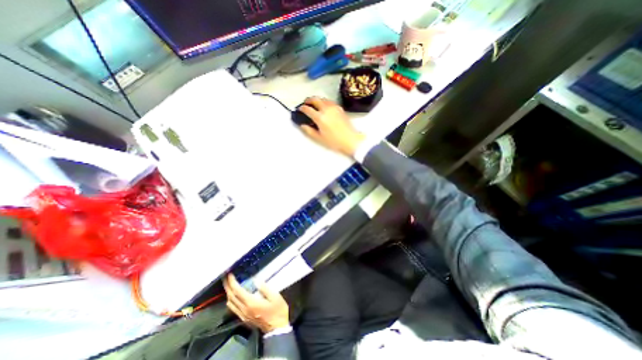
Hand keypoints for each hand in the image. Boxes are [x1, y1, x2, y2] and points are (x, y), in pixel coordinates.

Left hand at [222, 275, 289, 332]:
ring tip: (229, 284)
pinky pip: (233, 308)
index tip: (230, 274)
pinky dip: (231, 300)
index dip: (232, 282)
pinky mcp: (244, 318)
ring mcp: (243, 315)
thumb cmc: (277, 310)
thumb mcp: (275, 296)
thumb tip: (256, 281)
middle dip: (227, 286)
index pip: (237, 291)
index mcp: (251, 303)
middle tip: (226, 277)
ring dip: (228, 293)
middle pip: (231, 297)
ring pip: (230, 304)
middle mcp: (244, 309)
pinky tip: (234, 296)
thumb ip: (265, 288)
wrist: (277, 328)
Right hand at [297, 97, 362, 157]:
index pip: (308, 109)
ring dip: (316, 100)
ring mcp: (334, 107)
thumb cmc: (334, 141)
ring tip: (314, 104)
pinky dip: (324, 101)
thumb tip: (303, 125)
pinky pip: (329, 101)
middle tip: (305, 104)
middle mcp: (326, 109)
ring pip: (323, 98)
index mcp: (320, 117)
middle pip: (315, 99)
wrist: (350, 140)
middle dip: (308, 100)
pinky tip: (324, 107)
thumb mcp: (319, 138)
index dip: (302, 108)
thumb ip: (309, 131)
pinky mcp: (340, 108)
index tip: (300, 109)